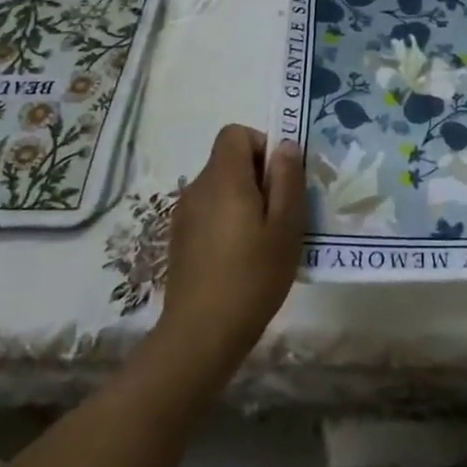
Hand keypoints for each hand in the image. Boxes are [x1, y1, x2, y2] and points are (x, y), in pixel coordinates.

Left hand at [153, 125, 304, 381]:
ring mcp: (184, 215)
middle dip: (257, 176)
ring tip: (263, 239)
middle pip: (228, 160)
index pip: (235, 133)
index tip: (279, 178)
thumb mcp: (286, 226)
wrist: (201, 334)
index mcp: (224, 179)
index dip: (260, 145)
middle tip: (281, 213)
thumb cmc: (253, 275)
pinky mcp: (179, 239)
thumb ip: (287, 179)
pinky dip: (227, 220)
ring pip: (219, 187)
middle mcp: (197, 188)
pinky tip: (241, 256)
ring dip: (243, 200)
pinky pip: (208, 211)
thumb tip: (284, 146)